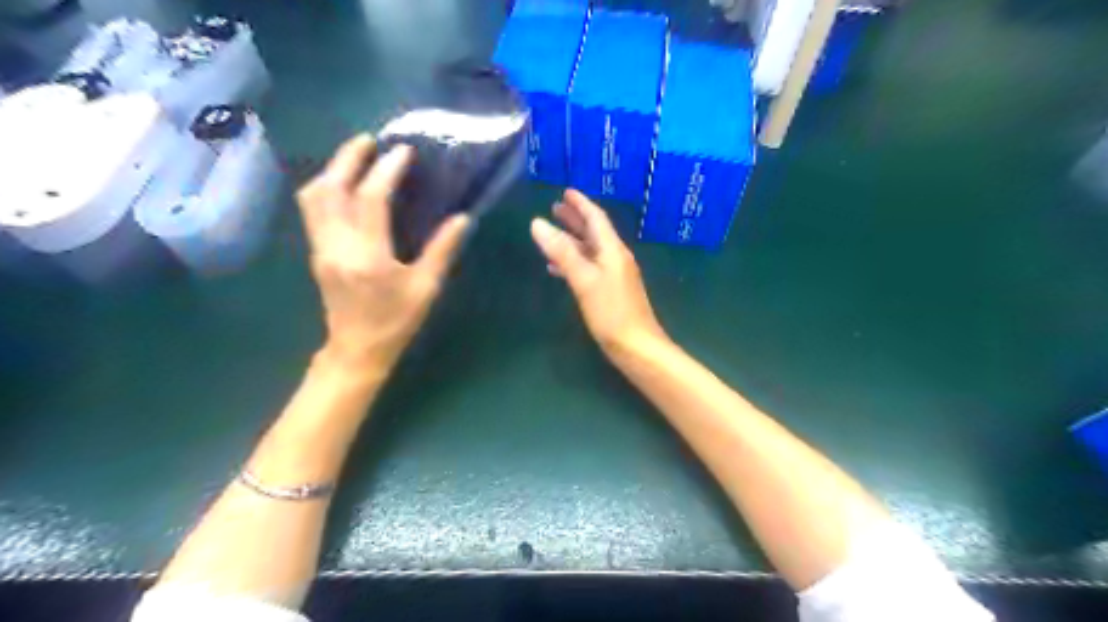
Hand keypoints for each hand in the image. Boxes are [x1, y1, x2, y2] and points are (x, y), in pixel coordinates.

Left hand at [298, 135, 466, 372]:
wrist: (357, 350)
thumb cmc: (395, 322)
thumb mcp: (426, 288)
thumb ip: (442, 250)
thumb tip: (463, 218)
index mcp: (367, 256)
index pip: (371, 199)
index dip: (387, 171)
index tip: (404, 152)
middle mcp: (336, 246)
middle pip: (331, 189)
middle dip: (349, 158)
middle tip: (370, 140)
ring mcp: (321, 248)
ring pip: (314, 197)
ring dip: (333, 170)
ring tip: (356, 157)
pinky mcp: (317, 252)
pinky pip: (313, 209)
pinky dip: (326, 188)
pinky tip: (344, 184)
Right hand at [530, 189, 665, 353]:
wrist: (637, 347)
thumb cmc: (612, 312)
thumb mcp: (584, 279)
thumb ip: (562, 252)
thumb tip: (537, 223)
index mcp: (612, 251)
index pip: (596, 219)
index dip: (581, 204)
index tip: (565, 192)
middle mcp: (615, 258)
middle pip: (594, 233)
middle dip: (575, 219)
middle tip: (555, 208)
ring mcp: (614, 276)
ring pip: (590, 251)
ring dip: (572, 240)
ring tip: (552, 233)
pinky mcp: (609, 292)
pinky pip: (588, 268)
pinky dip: (573, 262)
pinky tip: (557, 269)